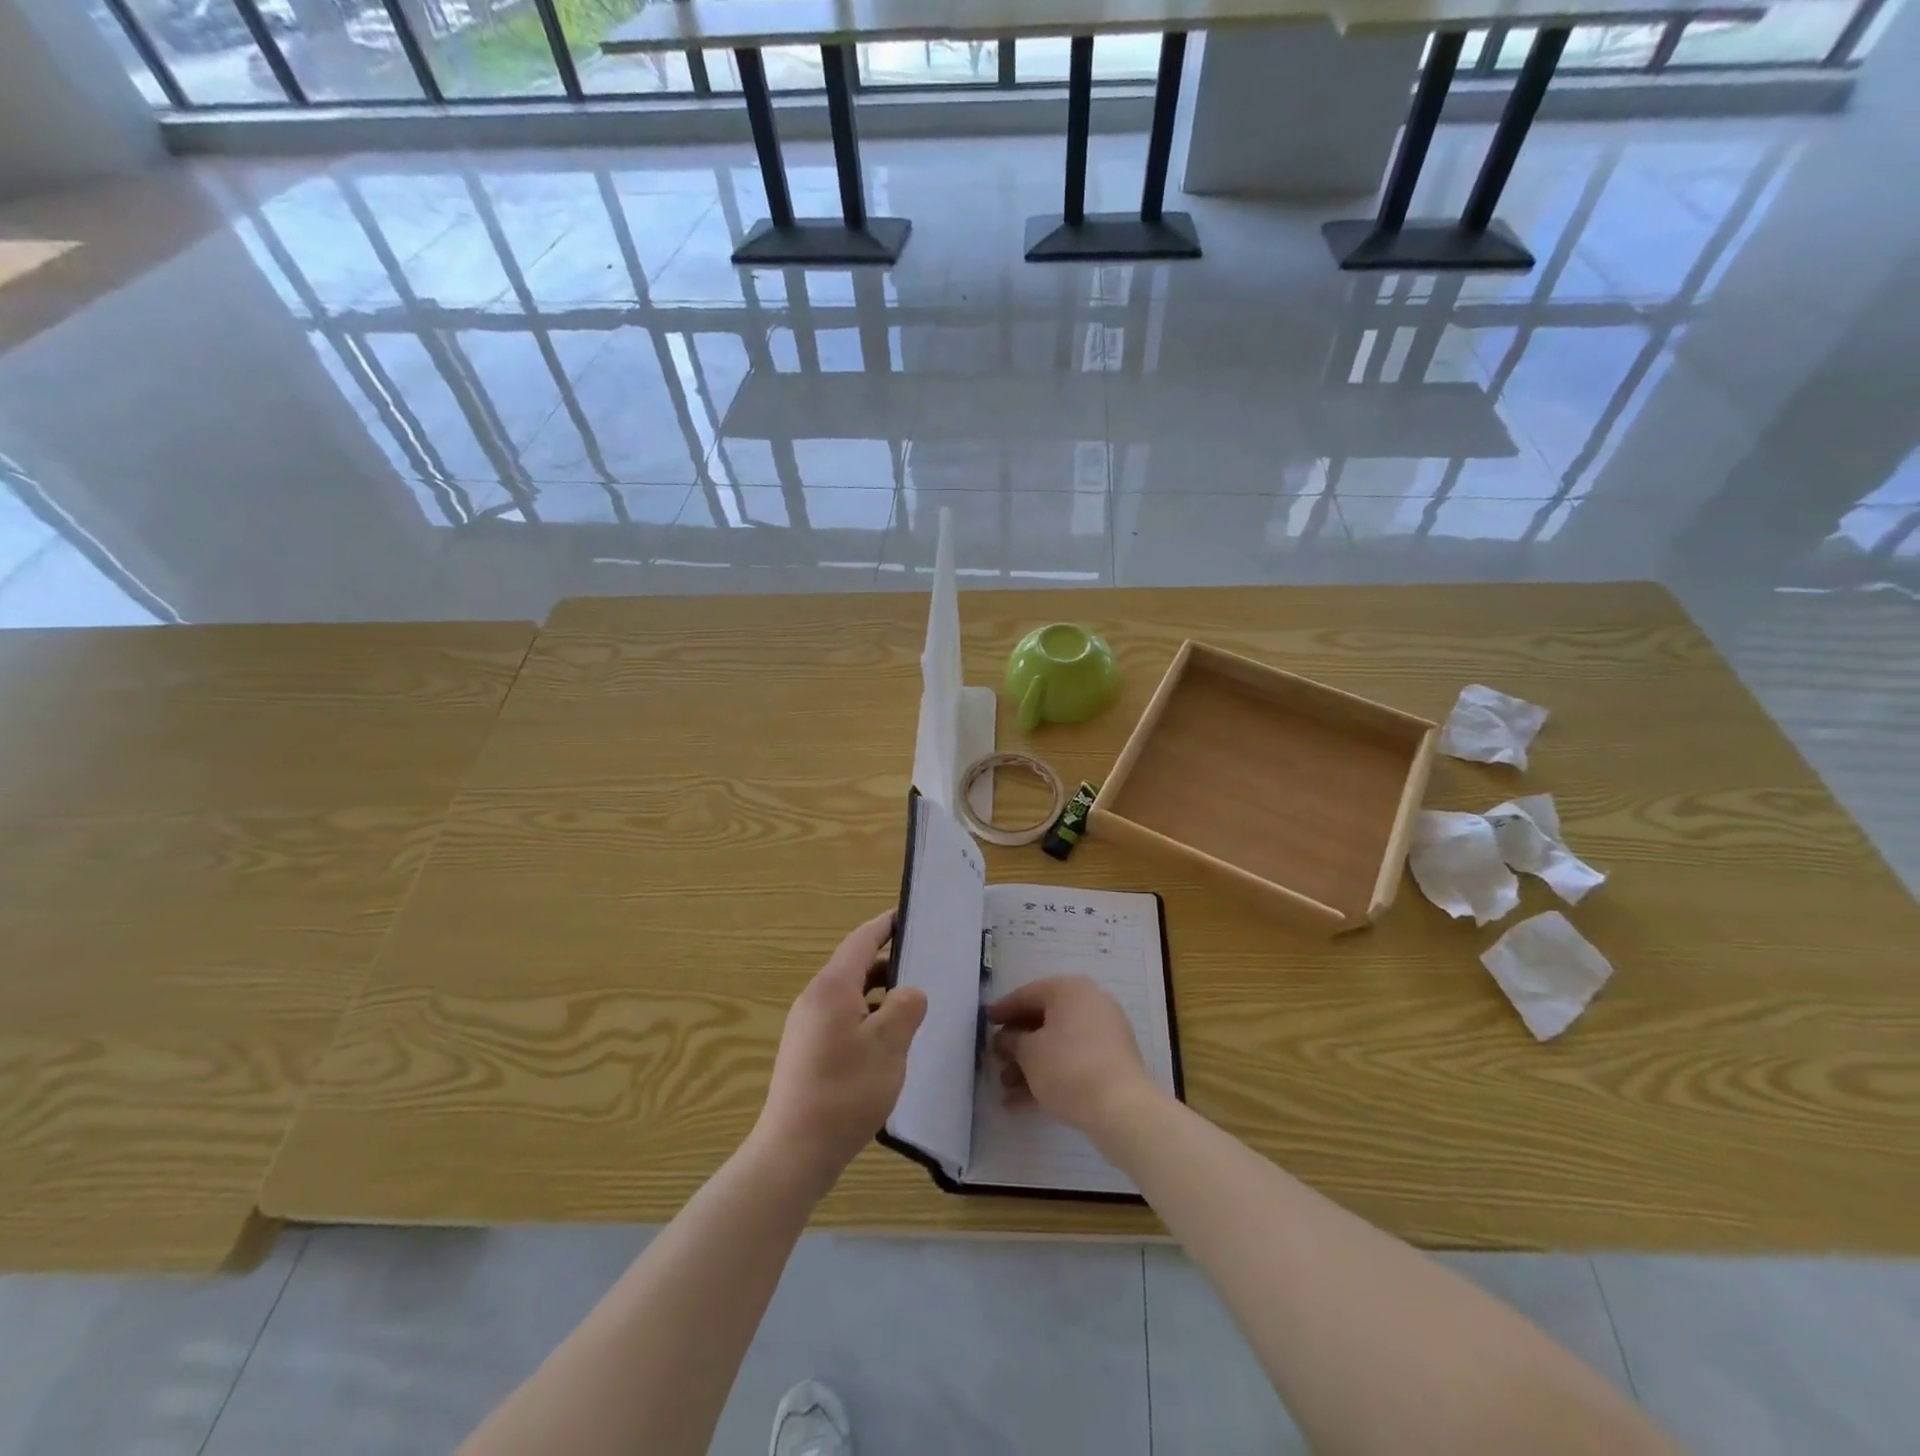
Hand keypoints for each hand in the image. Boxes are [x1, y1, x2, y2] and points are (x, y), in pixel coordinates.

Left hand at [755, 911, 927, 1183]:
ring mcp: (807, 1026)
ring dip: (880, 993)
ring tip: (912, 1005)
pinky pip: (842, 1018)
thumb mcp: (889, 1045)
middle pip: (855, 966)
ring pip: (849, 995)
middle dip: (889, 961)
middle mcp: (814, 998)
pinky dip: (867, 1016)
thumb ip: (905, 1008)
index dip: (885, 925)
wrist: (794, 1151)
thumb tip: (910, 992)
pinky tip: (887, 1041)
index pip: (861, 940)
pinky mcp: (806, 1051)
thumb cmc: (845, 1091)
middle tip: (924, 964)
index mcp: (832, 987)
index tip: (907, 914)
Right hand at [987, 975, 1161, 1136]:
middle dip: (1017, 1043)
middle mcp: (1089, 1005)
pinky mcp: (1110, 1063)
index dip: (1003, 1010)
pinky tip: (1022, 1103)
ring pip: (1057, 1044)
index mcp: (1070, 991)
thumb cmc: (1068, 1067)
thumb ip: (1012, 1041)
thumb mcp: (1030, 1053)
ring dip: (1029, 1064)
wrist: (1122, 1109)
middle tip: (995, 1059)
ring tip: (1005, 1087)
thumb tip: (1004, 1039)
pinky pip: (1072, 1062)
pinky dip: (1049, 1076)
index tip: (985, 1023)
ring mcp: (1103, 1034)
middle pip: (1043, 1020)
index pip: (1028, 994)